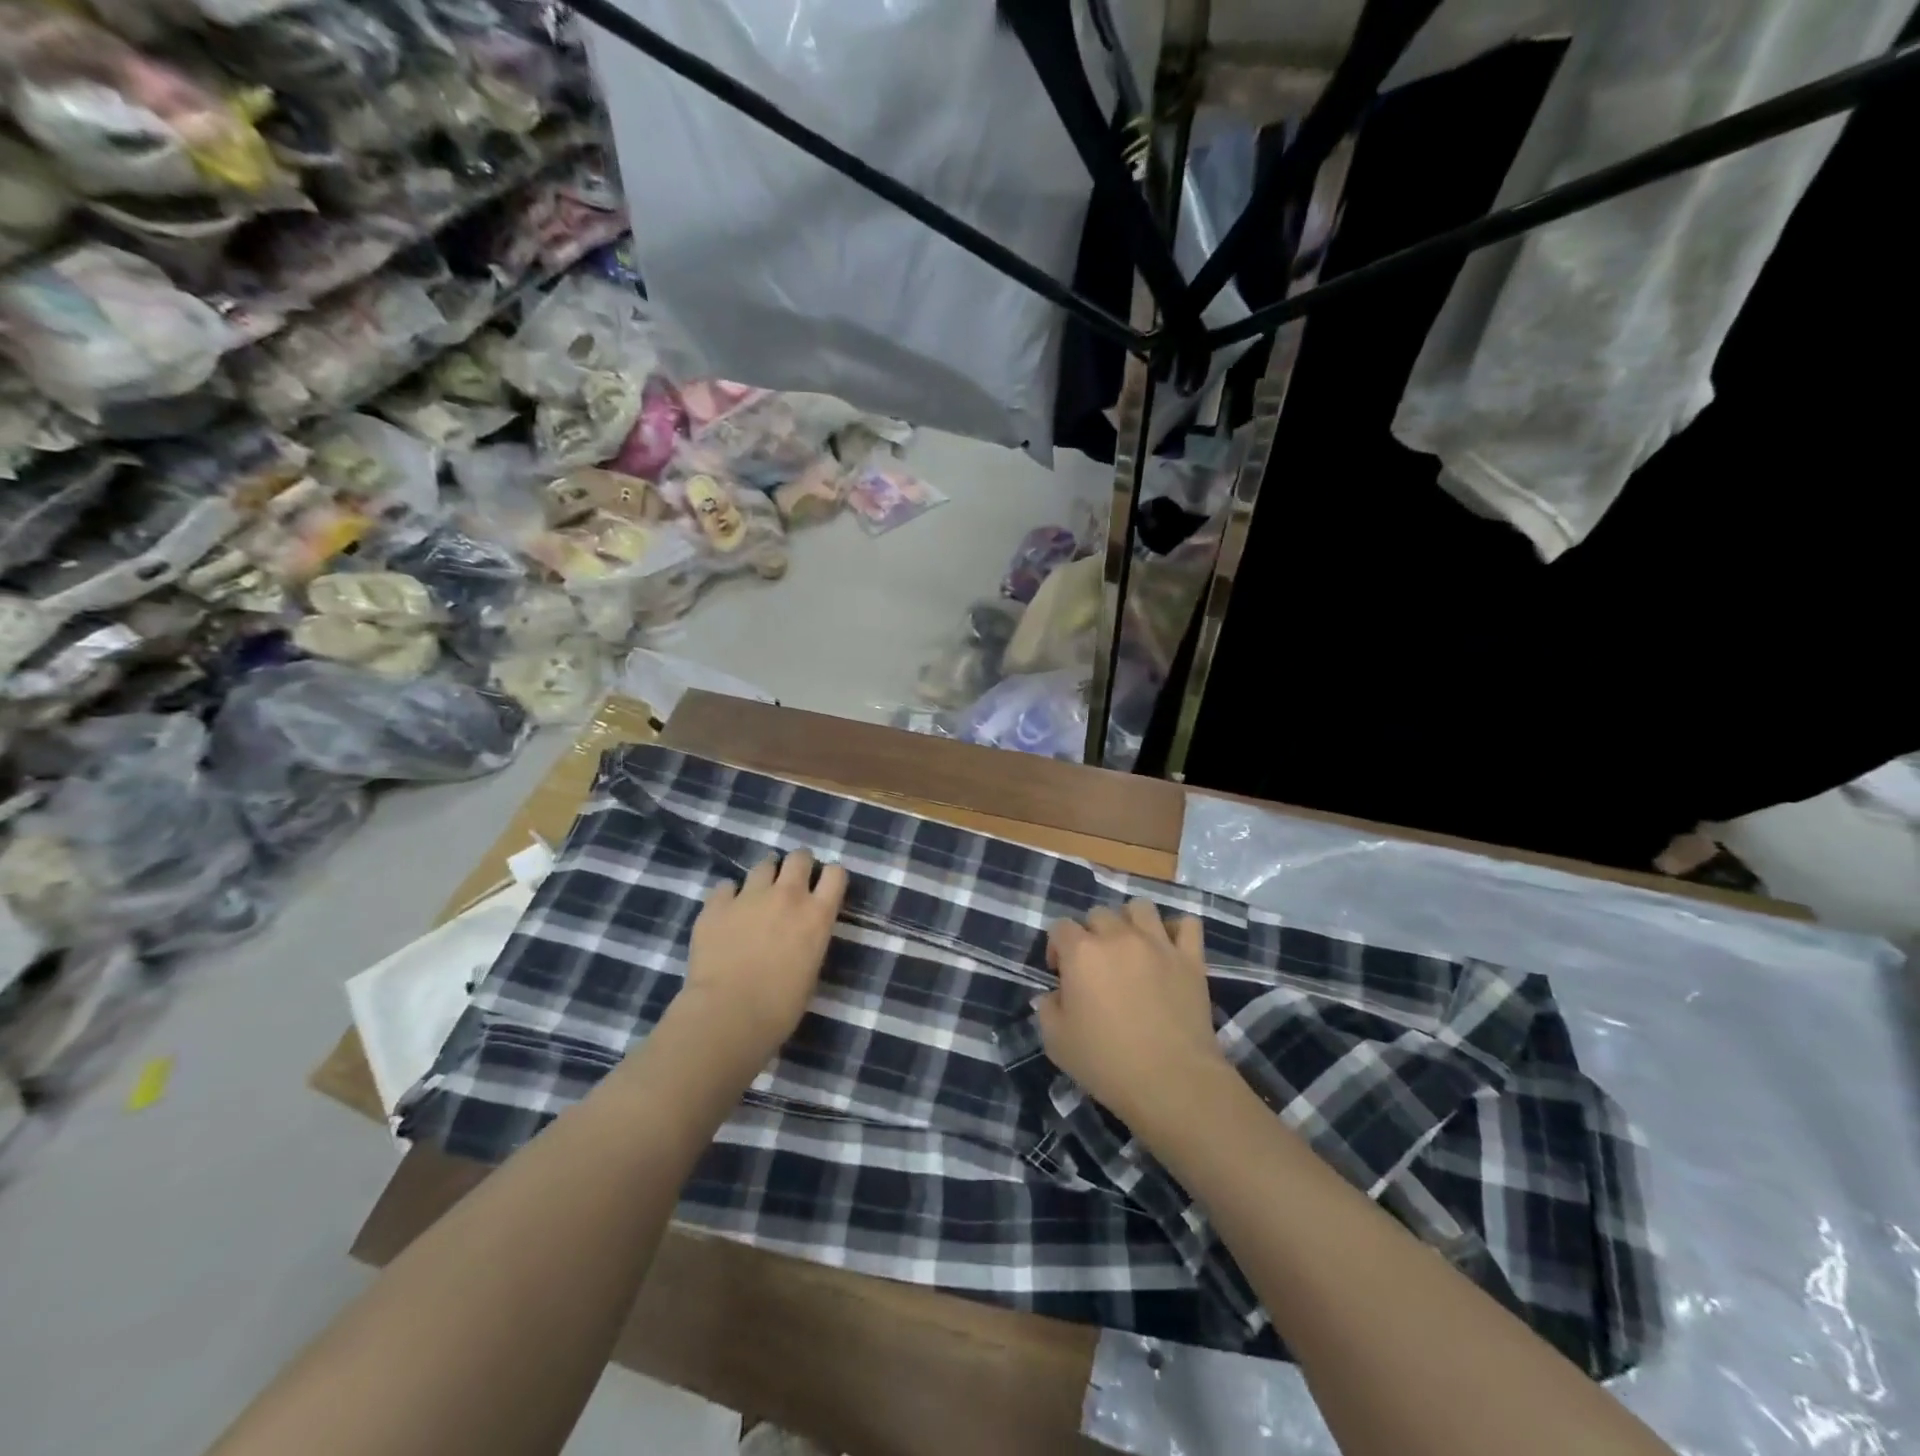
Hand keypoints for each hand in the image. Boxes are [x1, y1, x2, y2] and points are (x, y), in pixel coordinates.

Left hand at [673, 849, 847, 1069]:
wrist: (728, 1015)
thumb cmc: (779, 1007)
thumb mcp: (810, 970)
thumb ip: (809, 940)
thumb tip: (800, 934)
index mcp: (817, 915)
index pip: (836, 874)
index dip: (830, 877)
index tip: (823, 887)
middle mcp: (787, 895)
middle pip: (800, 857)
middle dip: (798, 865)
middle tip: (792, 883)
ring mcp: (750, 896)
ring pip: (763, 864)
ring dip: (765, 876)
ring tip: (758, 894)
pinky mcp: (717, 904)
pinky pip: (726, 886)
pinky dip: (729, 896)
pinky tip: (726, 912)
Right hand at [1036, 899, 1224, 1126]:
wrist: (1172, 1082)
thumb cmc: (1107, 1063)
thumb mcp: (1056, 1042)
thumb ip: (1047, 1009)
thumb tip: (1054, 995)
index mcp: (1082, 952)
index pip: (1060, 927)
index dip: (1056, 947)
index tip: (1061, 974)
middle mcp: (1118, 937)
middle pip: (1098, 914)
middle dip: (1091, 934)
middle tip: (1096, 967)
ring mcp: (1158, 944)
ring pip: (1140, 908)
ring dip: (1130, 922)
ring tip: (1130, 948)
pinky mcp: (1191, 958)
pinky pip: (1187, 924)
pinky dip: (1176, 930)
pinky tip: (1169, 948)